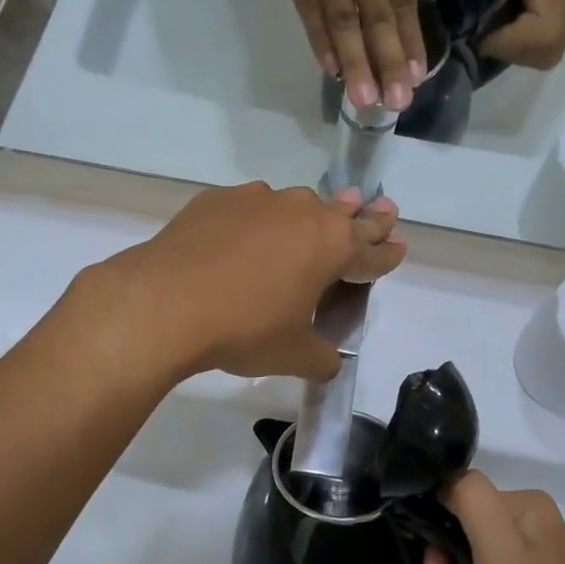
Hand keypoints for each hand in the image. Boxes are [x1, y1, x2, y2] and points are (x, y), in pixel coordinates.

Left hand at [98, 182, 403, 382]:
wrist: (165, 303)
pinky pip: (251, 207)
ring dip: (313, 213)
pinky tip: (248, 232)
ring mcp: (258, 201)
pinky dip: (259, 219)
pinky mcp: (218, 200)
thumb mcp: (292, 355)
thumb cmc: (243, 330)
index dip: (387, 254)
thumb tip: (328, 363)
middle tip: (384, 209)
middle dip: (366, 217)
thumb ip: (320, 358)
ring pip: (297, 204)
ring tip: (320, 215)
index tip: (399, 247)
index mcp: (331, 247)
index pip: (371, 251)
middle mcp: (302, 213)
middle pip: (344, 215)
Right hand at [243, 0, 427, 113]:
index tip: (417, 75)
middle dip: (387, 63)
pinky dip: (319, 38)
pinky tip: (330, 66)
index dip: (409, 39)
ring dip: (354, 63)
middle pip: (373, 16)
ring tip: (364, 99)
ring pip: (340, 18)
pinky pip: (306, 5)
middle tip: (396, 104)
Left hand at [478, 0, 564, 70]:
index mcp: (541, 38)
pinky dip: (507, 39)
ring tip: (506, 9)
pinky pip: (513, 53)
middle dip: (488, 31)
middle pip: (496, 52)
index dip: (478, 25)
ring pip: (502, 54)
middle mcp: (544, 58)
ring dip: (498, 35)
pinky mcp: (544, 60)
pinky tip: (513, 20)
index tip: (476, 7)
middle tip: (495, 4)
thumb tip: (465, 11)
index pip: (491, 44)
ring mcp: (545, 62)